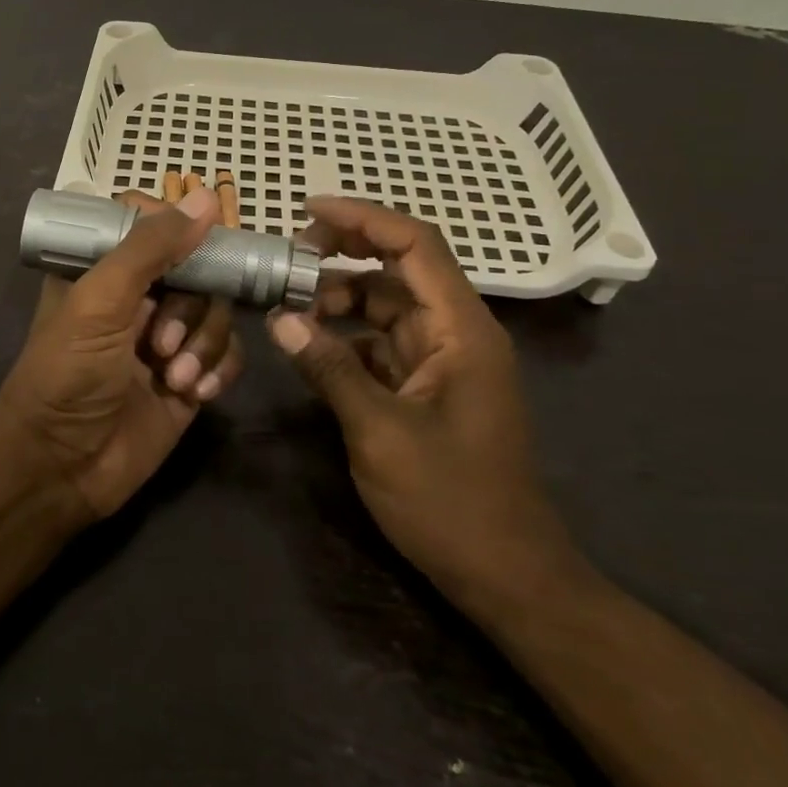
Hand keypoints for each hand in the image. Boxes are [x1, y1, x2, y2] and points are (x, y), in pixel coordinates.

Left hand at [0, 187, 242, 521]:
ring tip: (174, 377)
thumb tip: (206, 198)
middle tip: (160, 342)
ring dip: (202, 343)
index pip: (151, 224)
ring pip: (216, 312)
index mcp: (105, 269)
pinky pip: (228, 354)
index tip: (195, 243)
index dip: (178, 228)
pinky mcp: (190, 377)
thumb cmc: (67, 373)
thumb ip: (150, 247)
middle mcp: (138, 297)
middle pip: (196, 269)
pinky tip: (194, 393)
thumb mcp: (100, 300)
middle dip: (189, 307)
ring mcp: (167, 338)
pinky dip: (219, 369)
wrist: (61, 468)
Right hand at [266, 196, 584, 615]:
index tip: (308, 210)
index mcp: (461, 329)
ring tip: (289, 305)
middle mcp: (456, 332)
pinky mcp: (428, 386)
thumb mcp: (380, 432)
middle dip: (345, 253)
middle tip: (289, 256)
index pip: (415, 245)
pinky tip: (310, 347)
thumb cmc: (451, 502)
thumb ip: (330, 368)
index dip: (363, 217)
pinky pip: (382, 343)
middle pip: (399, 267)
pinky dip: (346, 337)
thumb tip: (280, 319)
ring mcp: (443, 360)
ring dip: (340, 298)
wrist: (507, 577)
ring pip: (386, 305)